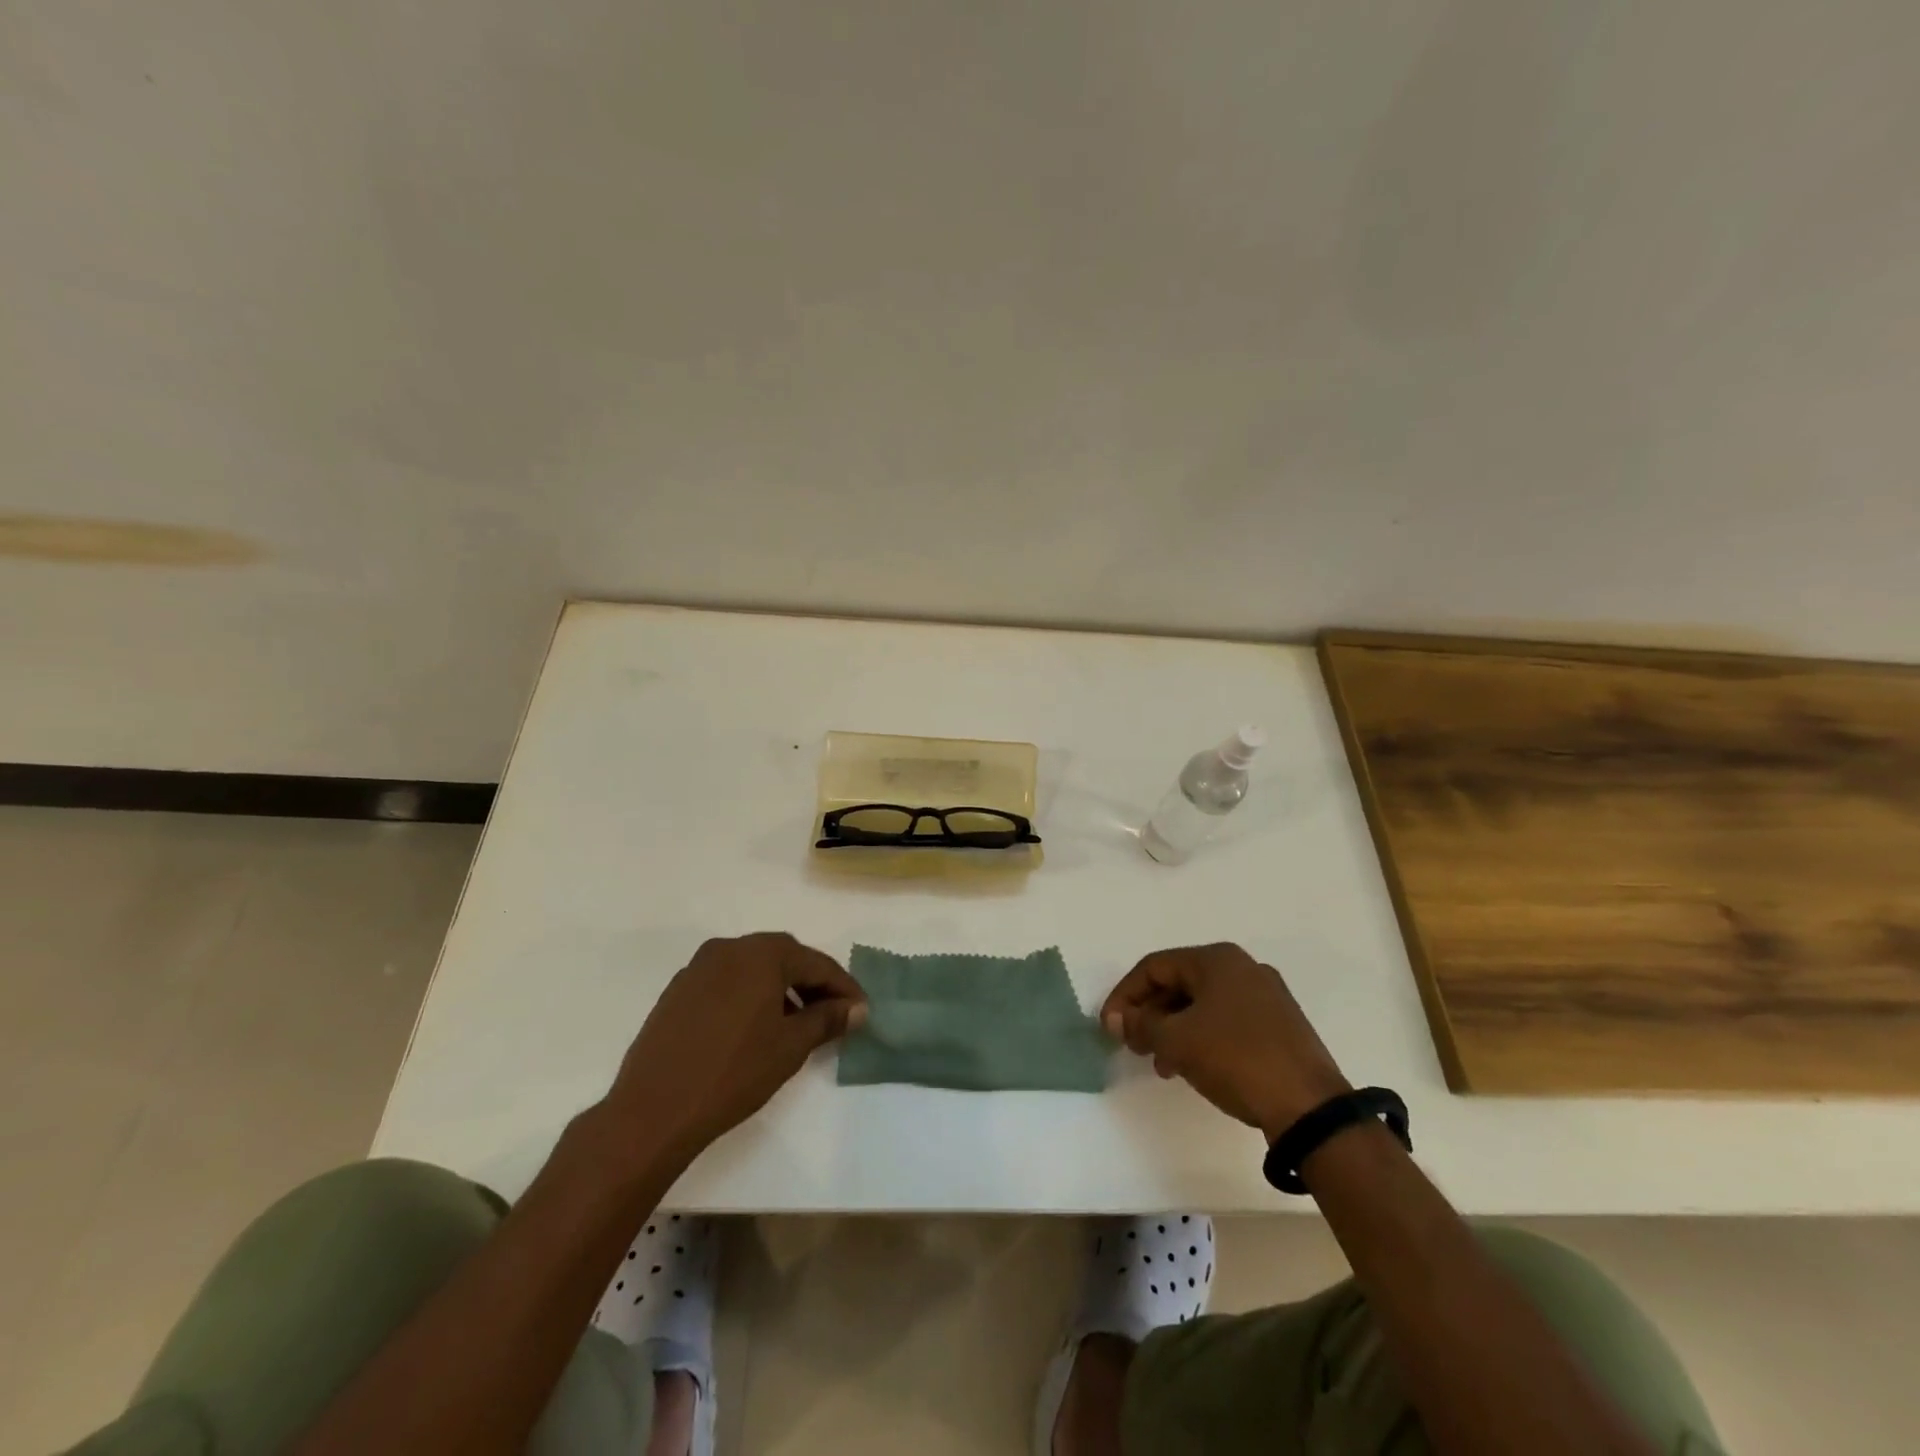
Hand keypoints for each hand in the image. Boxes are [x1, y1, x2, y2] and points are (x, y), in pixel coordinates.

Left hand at [605, 932, 866, 1160]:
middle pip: (784, 957)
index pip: (816, 963)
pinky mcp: (678, 990)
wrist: (653, 1110)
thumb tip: (856, 1008)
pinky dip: (749, 995)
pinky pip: (726, 982)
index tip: (862, 1010)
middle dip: (812, 983)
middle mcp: (730, 948)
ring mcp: (698, 967)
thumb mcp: (791, 1046)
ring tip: (796, 1022)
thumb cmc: (733, 1072)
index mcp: (762, 953)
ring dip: (780, 988)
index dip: (843, 987)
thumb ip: (827, 1019)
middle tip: (833, 1013)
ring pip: (753, 969)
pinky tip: (754, 1027)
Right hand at [1102, 943, 1350, 1140]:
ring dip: (1173, 1029)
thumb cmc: (1236, 1058)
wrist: (1310, 1108)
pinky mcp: (1280, 1026)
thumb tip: (1116, 1019)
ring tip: (1160, 1064)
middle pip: (1179, 983)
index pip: (1154, 967)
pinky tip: (1193, 1066)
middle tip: (1132, 1045)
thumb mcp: (1177, 1041)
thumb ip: (1140, 1025)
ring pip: (1202, 1005)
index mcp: (1217, 959)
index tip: (1108, 1026)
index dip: (1124, 995)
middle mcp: (1243, 968)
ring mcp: (1266, 997)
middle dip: (1149, 1014)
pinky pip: (1226, 1021)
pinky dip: (1201, 1037)